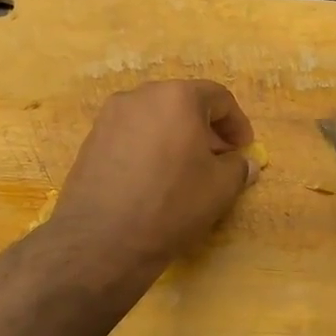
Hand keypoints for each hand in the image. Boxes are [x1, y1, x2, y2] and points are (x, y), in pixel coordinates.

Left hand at [54, 80, 256, 270]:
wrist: (102, 239)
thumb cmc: (172, 204)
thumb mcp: (220, 188)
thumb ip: (238, 167)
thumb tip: (244, 163)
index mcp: (177, 97)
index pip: (218, 97)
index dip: (237, 123)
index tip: (244, 148)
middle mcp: (140, 96)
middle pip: (182, 103)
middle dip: (205, 128)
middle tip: (218, 158)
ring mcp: (110, 117)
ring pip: (154, 119)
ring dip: (176, 137)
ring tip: (185, 170)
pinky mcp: (91, 141)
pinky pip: (131, 136)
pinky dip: (149, 148)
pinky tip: (154, 179)